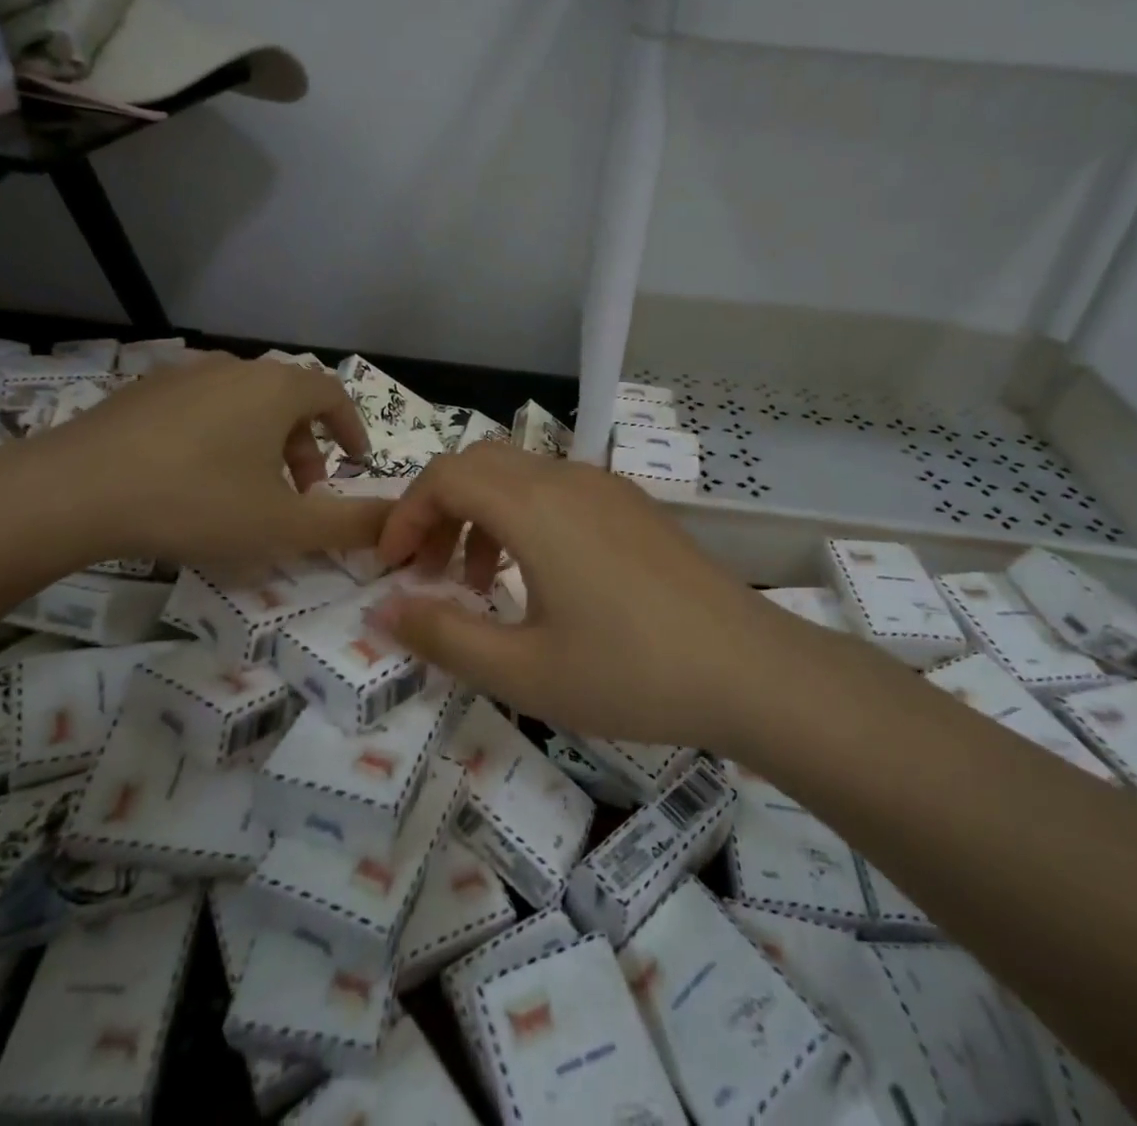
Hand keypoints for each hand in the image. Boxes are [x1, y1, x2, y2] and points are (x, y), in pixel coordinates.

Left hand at [5, 355, 392, 567]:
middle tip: (302, 493)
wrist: (72, 491)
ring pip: (243, 403)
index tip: (355, 462)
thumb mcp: (284, 525)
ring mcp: (182, 374)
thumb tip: (397, 521)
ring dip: (262, 442)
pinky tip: (193, 477)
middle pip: (288, 400)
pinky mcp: (141, 391)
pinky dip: (219, 436)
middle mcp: (234, 367)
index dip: (351, 428)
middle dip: (306, 446)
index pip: (332, 393)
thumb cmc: (196, 502)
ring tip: (249, 488)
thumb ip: (349, 524)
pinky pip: (201, 407)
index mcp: (275, 388)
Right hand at [370, 443, 789, 753]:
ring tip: (481, 583)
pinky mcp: (632, 507)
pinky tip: (540, 579)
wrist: (751, 670)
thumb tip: (385, 609)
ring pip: (519, 475)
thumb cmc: (630, 672)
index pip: (445, 476)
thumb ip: (444, 636)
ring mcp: (605, 488)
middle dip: (438, 509)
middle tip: (428, 569)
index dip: (405, 514)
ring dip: (482, 515)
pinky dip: (523, 518)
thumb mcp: (524, 671)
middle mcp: (566, 480)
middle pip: (478, 464)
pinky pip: (557, 491)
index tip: (393, 568)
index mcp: (534, 507)